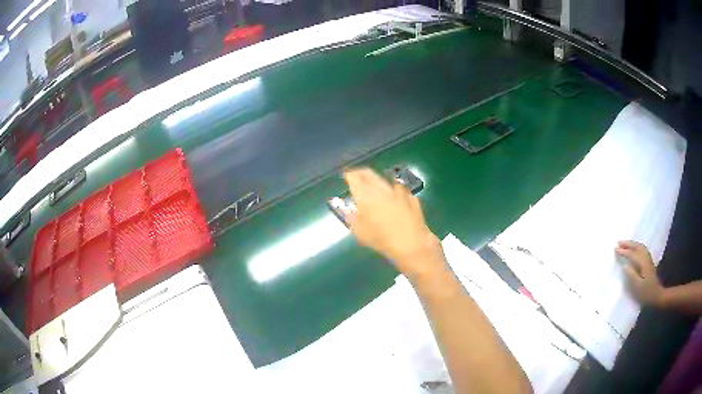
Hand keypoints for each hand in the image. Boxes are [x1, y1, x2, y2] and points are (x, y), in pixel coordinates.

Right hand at [343, 168, 444, 280]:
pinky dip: (393, 191)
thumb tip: (348, 210)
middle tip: (357, 176)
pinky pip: (399, 190)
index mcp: (366, 194)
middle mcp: (381, 188)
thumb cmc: (382, 239)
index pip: (354, 176)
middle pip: (369, 174)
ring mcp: (399, 191)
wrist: (412, 243)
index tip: (346, 176)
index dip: (349, 175)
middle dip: (362, 173)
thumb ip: (351, 218)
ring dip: (377, 181)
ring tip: (374, 188)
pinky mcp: (411, 197)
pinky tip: (393, 199)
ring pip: (384, 180)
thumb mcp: (360, 232)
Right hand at [615, 240, 664, 306]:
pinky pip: (642, 250)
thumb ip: (631, 275)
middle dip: (628, 244)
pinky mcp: (648, 262)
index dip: (623, 251)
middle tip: (618, 242)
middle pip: (637, 247)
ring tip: (625, 243)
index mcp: (643, 263)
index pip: (632, 254)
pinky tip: (634, 248)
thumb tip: (625, 265)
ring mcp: (648, 259)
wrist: (657, 295)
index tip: (615, 249)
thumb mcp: (637, 287)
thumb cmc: (646, 293)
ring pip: (640, 247)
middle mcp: (646, 258)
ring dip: (632, 244)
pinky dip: (637, 246)